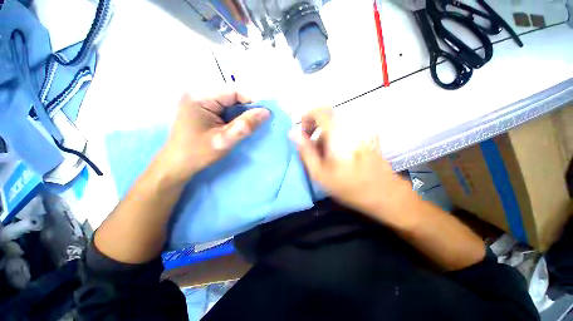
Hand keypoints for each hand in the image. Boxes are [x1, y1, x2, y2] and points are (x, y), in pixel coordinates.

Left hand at [158, 90, 269, 182]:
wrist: (177, 164)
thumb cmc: (198, 153)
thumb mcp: (225, 140)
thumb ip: (245, 125)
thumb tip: (266, 112)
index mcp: (200, 97)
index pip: (234, 90)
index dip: (252, 100)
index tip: (264, 114)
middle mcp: (198, 93)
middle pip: (231, 94)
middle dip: (247, 107)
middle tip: (258, 121)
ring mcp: (198, 100)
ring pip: (229, 100)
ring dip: (241, 111)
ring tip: (249, 124)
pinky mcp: (201, 107)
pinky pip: (223, 106)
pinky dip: (234, 114)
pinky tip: (237, 124)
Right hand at [289, 108, 413, 220]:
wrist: (384, 193)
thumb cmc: (349, 186)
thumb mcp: (320, 173)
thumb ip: (305, 151)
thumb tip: (293, 133)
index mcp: (338, 133)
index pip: (320, 111)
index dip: (307, 118)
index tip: (303, 133)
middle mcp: (351, 126)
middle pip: (327, 118)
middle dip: (315, 130)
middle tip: (312, 148)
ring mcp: (362, 129)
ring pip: (336, 125)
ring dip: (326, 137)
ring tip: (326, 157)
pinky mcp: (367, 135)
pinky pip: (346, 130)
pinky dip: (337, 138)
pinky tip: (339, 155)